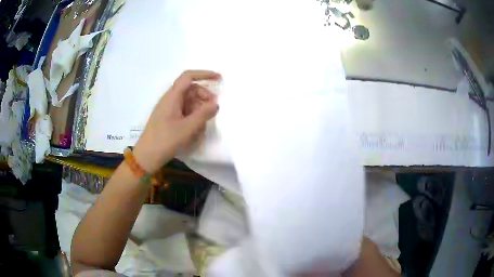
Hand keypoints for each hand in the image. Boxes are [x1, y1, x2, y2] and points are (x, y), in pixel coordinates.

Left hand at [133, 70, 220, 172]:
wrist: (147, 156)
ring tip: (203, 124)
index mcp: (172, 96)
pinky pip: (183, 111)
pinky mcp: (168, 118)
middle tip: (213, 109)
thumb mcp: (188, 127)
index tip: (219, 78)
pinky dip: (192, 116)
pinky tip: (195, 129)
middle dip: (204, 96)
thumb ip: (204, 114)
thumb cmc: (166, 140)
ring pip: (188, 101)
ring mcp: (168, 109)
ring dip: (198, 109)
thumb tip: (215, 104)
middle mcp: (170, 99)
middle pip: (190, 89)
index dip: (204, 74)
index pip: (188, 77)